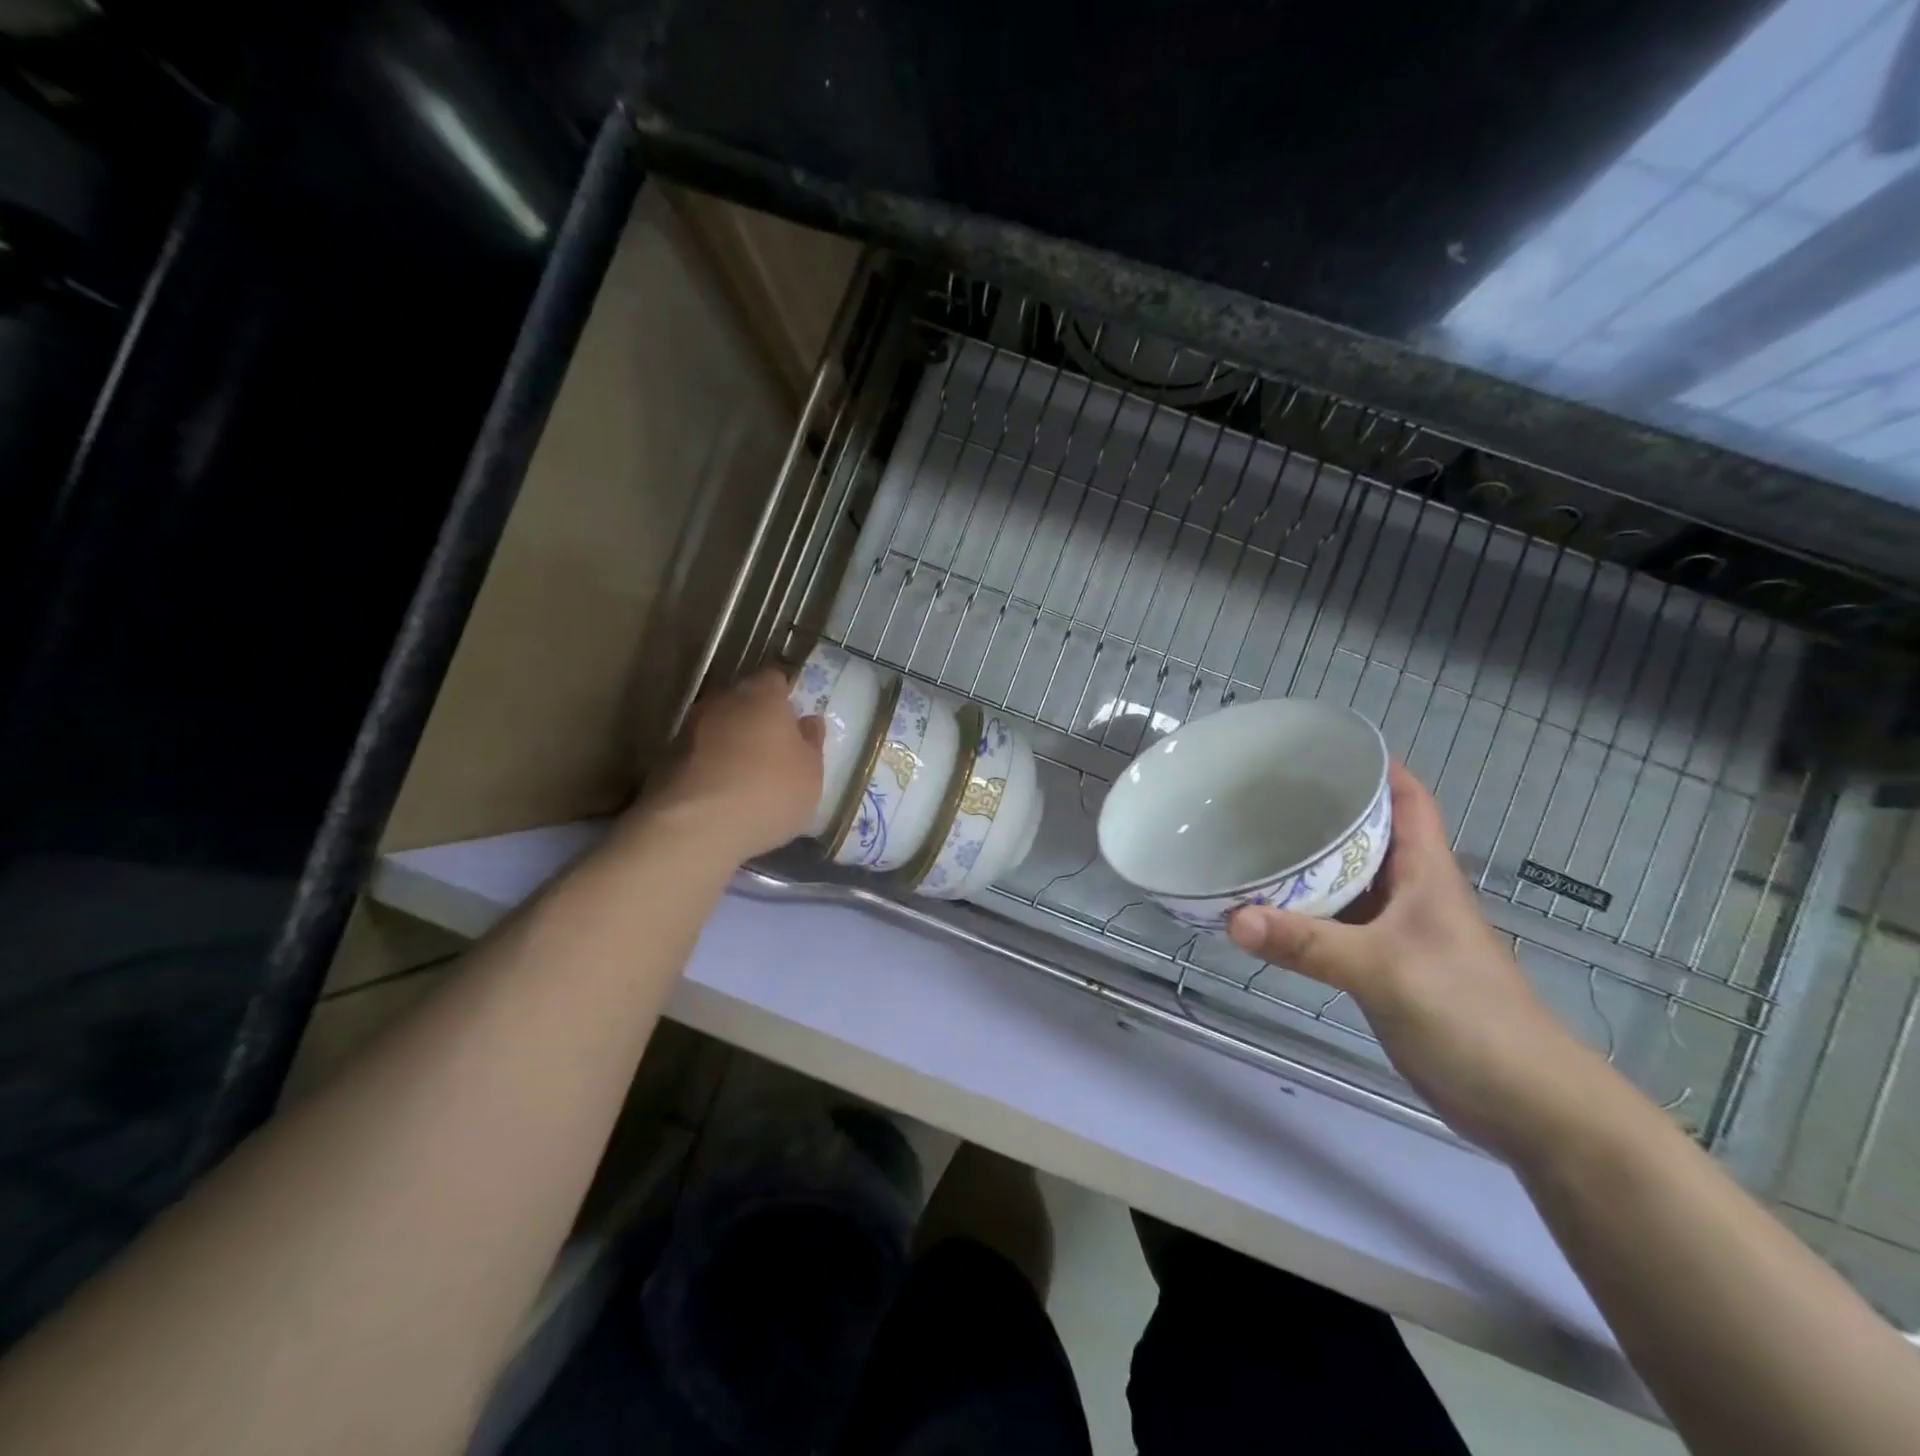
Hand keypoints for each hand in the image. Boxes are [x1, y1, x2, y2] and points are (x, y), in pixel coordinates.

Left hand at [646, 669, 823, 861]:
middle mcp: (723, 701)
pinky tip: (724, 794)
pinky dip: (712, 766)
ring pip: (720, 727)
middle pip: (744, 700)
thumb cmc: (769, 791)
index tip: (796, 719)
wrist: (696, 828)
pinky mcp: (667, 759)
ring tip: (748, 775)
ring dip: (732, 743)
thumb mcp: (811, 773)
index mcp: (762, 695)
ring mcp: (690, 728)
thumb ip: (811, 742)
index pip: (776, 678)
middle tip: (775, 748)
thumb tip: (808, 721)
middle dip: (758, 718)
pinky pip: (700, 754)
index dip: (786, 696)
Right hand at [1227, 761, 1613, 1158]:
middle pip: (1366, 835)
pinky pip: (1335, 926)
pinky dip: (1303, 915)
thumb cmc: (1470, 1016)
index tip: (1317, 748)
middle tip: (1258, 795)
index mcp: (1426, 873)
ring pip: (1346, 883)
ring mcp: (1398, 933)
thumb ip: (1307, 944)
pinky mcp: (1384, 968)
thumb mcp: (1384, 971)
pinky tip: (1266, 913)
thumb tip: (1231, 918)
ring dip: (1306, 866)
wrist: (1527, 1104)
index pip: (1407, 798)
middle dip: (1321, 810)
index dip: (1373, 766)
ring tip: (1249, 844)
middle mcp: (1411, 893)